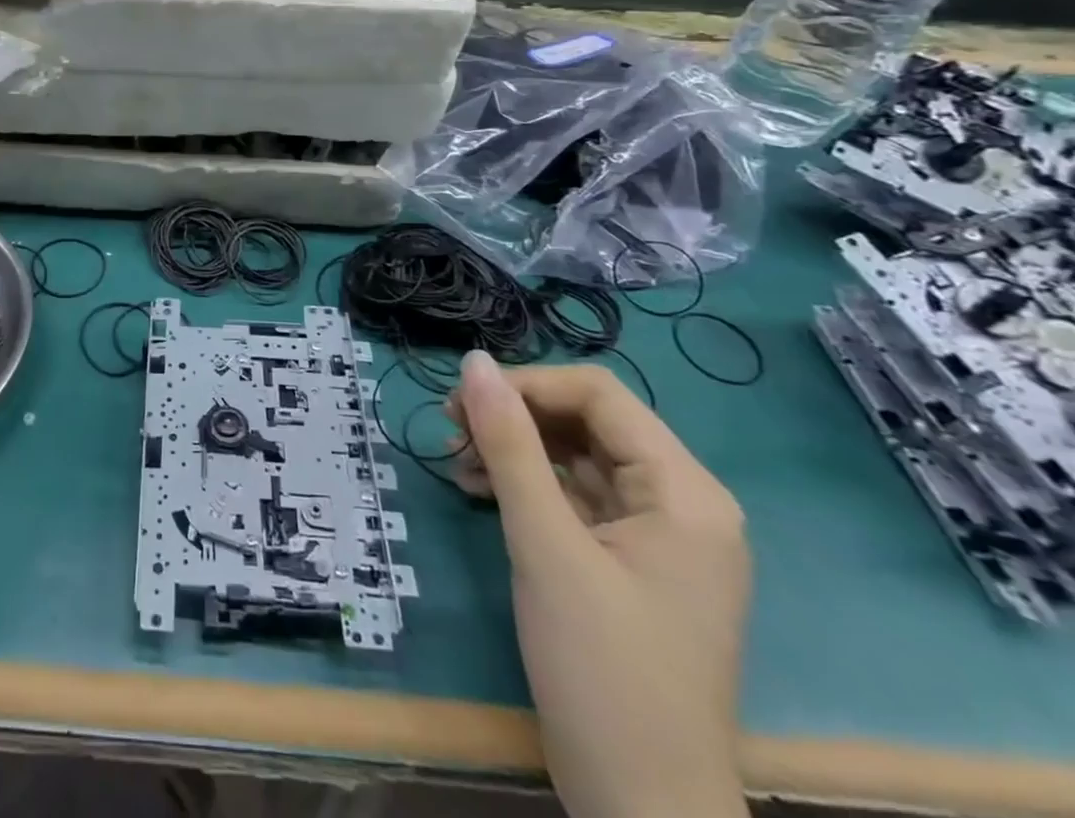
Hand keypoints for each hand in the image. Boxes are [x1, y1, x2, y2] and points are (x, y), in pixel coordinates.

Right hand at [450, 353, 751, 817]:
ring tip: (456, 461)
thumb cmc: (602, 670)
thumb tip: (473, 362)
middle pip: (588, 423)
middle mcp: (682, 503)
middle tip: (449, 429)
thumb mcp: (546, 546)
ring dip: (513, 450)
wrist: (641, 808)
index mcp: (685, 492)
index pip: (599, 395)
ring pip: (576, 457)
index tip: (461, 401)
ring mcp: (658, 536)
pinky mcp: (631, 563)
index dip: (526, 385)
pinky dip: (526, 486)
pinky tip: (478, 489)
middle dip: (515, 418)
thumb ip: (509, 445)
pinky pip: (575, 498)